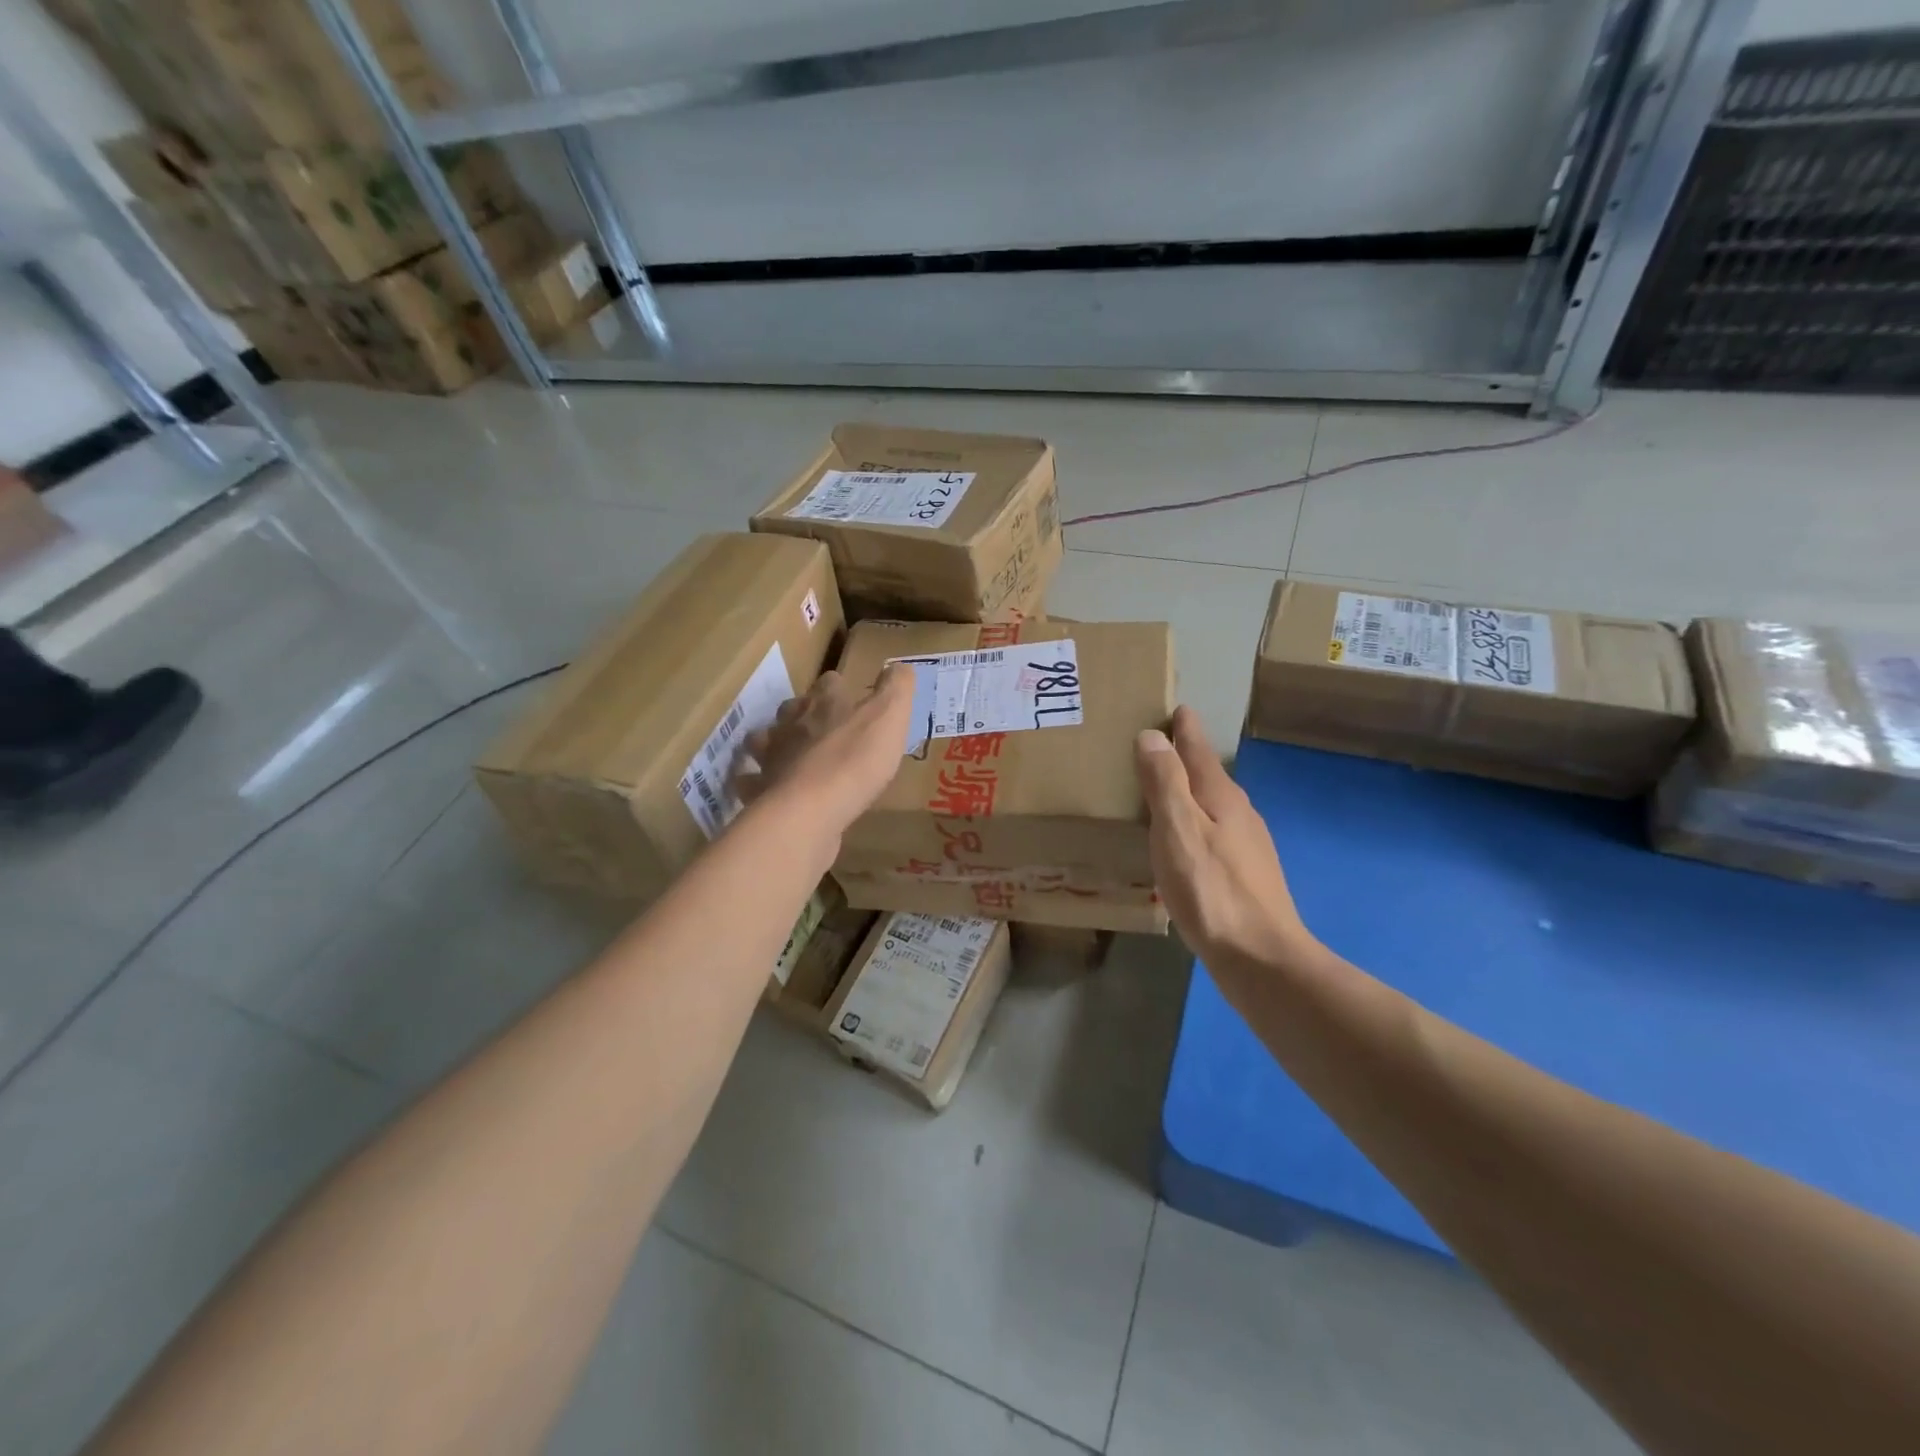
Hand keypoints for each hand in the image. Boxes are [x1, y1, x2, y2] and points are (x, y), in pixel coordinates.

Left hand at [736, 665, 915, 834]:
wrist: (812, 809)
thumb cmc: (857, 759)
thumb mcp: (890, 717)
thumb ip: (896, 689)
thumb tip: (899, 666)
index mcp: (824, 702)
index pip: (829, 682)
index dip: (838, 688)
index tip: (848, 696)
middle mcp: (792, 723)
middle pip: (791, 708)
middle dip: (802, 713)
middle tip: (817, 727)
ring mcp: (772, 757)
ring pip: (763, 740)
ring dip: (772, 744)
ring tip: (786, 755)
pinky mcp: (762, 791)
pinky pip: (752, 784)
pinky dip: (755, 784)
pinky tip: (766, 791)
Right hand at [1136, 706, 1316, 968]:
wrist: (1260, 958)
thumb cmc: (1211, 889)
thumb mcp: (1178, 830)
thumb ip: (1164, 782)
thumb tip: (1152, 735)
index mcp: (1221, 796)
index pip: (1199, 749)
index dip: (1184, 728)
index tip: (1174, 707)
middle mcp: (1239, 813)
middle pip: (1208, 774)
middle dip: (1184, 756)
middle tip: (1154, 744)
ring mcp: (1246, 845)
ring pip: (1212, 805)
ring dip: (1188, 791)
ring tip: (1160, 790)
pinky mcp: (1244, 873)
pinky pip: (1213, 832)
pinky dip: (1194, 823)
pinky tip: (1181, 841)